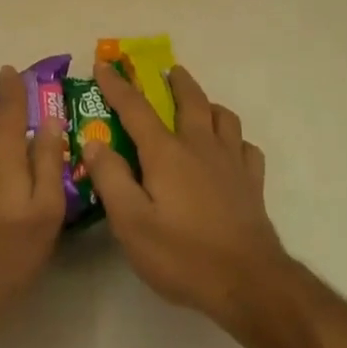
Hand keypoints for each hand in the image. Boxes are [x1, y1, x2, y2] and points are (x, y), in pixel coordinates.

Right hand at [81, 62, 290, 332]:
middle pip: (190, 99)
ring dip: (209, 105)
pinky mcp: (253, 182)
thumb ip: (111, 179)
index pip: (135, 107)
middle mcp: (200, 144)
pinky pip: (246, 148)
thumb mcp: (132, 224)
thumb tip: (94, 141)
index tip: (104, 65)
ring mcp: (231, 161)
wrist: (249, 282)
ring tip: (202, 107)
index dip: (117, 85)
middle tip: (169, 71)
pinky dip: (237, 141)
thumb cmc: (183, 255)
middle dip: (177, 81)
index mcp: (166, 152)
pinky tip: (232, 151)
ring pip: (223, 116)